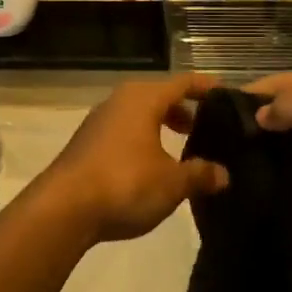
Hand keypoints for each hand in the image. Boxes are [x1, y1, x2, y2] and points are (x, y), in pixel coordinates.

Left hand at [40, 74, 228, 241]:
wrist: (63, 208)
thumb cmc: (124, 184)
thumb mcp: (172, 183)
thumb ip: (200, 174)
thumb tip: (223, 174)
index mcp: (143, 99)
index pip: (182, 83)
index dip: (207, 88)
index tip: (228, 94)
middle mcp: (119, 102)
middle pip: (159, 97)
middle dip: (184, 111)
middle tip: (208, 129)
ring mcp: (98, 122)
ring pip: (139, 116)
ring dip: (161, 128)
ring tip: (182, 152)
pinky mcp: (86, 144)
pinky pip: (123, 133)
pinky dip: (143, 141)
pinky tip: (152, 168)